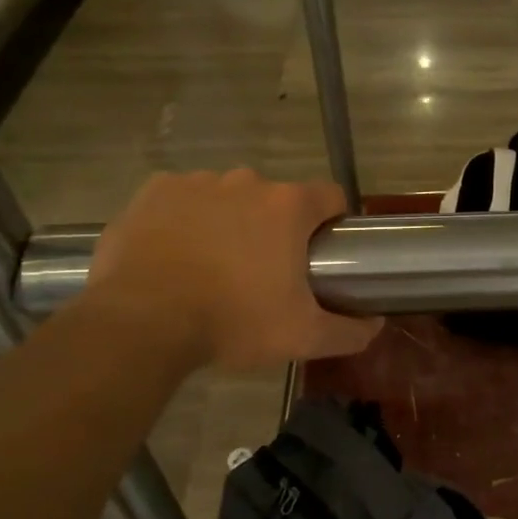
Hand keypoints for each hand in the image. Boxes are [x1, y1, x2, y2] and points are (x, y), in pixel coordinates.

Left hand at [82, 170, 381, 370]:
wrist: (142, 322)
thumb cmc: (232, 322)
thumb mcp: (303, 337)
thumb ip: (350, 331)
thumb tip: (376, 325)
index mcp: (288, 207)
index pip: (330, 196)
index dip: (332, 222)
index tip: (321, 254)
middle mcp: (247, 181)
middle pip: (277, 199)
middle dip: (276, 228)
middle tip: (263, 273)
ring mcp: (197, 182)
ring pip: (229, 197)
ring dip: (231, 222)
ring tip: (214, 267)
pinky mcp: (154, 191)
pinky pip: (183, 198)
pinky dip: (186, 219)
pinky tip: (177, 254)